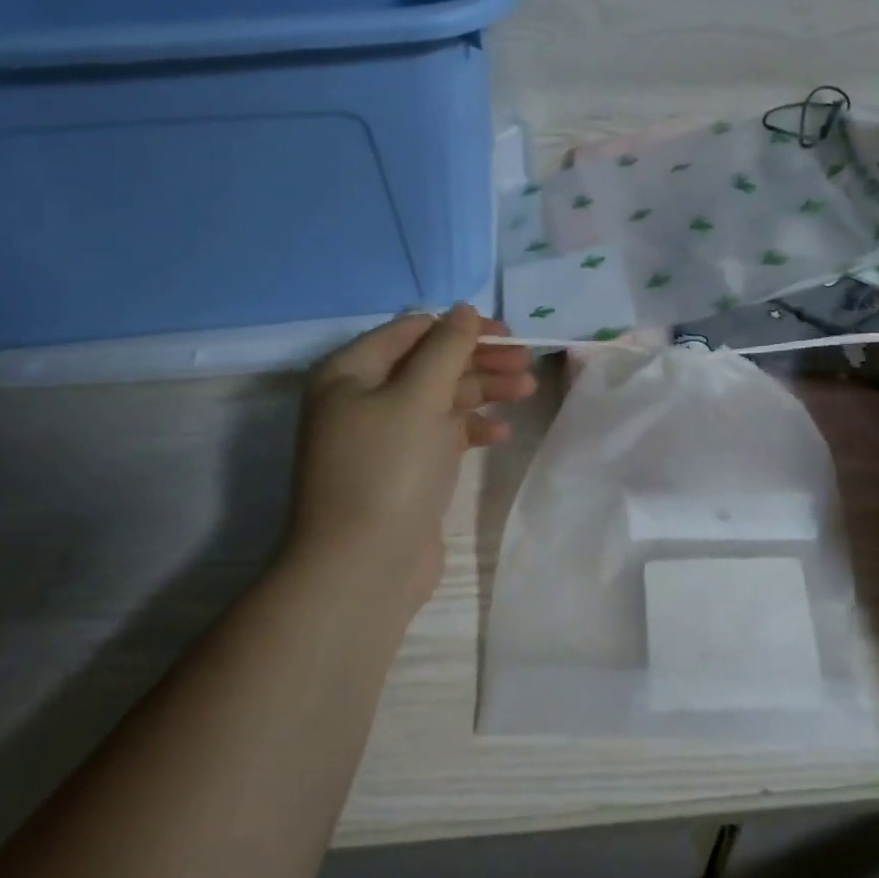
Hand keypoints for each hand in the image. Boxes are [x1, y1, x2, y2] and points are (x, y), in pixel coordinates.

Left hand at [289, 305, 535, 618]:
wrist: (363, 568)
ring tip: (527, 389)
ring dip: (482, 390)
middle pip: (429, 362)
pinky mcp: (402, 469)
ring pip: (439, 397)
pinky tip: (500, 432)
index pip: (413, 330)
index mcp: (350, 371)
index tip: (507, 334)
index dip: (461, 328)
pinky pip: (439, 434)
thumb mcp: (419, 396)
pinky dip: (469, 428)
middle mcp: (361, 397)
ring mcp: (382, 436)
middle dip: (479, 360)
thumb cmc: (388, 468)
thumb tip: (463, 309)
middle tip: (526, 362)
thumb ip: (446, 348)